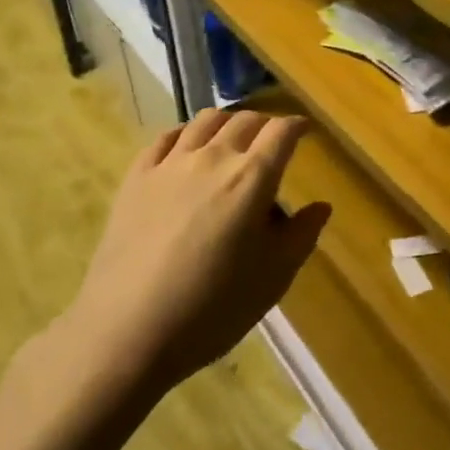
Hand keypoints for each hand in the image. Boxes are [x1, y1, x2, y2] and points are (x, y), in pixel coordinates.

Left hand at [60, 109, 328, 400]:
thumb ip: (302, 235)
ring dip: (227, 122)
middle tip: (271, 141)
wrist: (128, 330)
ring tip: (231, 139)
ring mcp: (170, 164)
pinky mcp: (137, 177)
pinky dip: (185, 134)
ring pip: (205, 120)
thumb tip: (321, 206)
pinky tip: (187, 148)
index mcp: (252, 178)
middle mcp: (213, 158)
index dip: (297, 126)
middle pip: (245, 120)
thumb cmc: (212, 307)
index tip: (304, 130)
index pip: (282, 132)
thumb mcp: (274, 278)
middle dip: (265, 124)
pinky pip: (165, 137)